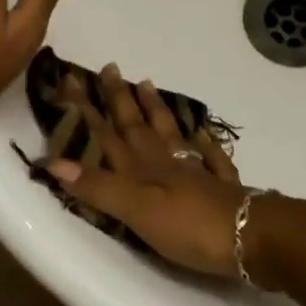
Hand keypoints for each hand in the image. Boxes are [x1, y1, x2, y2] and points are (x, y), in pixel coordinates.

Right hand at [48, 65, 248, 276]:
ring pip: (171, 133)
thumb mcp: (137, 211)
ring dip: (157, 110)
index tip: (73, 79)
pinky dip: (205, 142)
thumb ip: (99, 187)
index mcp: (143, 169)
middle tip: (111, 68)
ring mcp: (197, 172)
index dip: (88, 110)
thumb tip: (55, 162)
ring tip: (147, 84)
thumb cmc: (190, 226)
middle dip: (120, 99)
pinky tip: (204, 133)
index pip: (108, 134)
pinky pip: (211, 157)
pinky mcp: (222, 187)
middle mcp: (166, 163)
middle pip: (138, 126)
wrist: (251, 236)